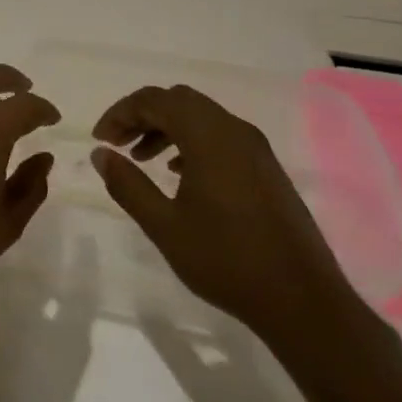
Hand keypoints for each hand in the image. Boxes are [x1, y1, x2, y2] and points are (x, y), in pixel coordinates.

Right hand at [89, 84, 362, 356]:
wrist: (302, 301)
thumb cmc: (225, 260)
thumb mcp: (163, 225)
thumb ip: (127, 184)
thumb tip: (100, 154)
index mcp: (210, 139)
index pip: (156, 100)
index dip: (120, 113)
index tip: (99, 140)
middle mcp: (236, 133)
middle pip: (179, 100)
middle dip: (141, 115)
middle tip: (117, 144)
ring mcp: (256, 150)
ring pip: (201, 117)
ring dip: (165, 128)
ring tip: (140, 159)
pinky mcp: (266, 169)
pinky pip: (220, 136)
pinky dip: (190, 142)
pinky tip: (177, 173)